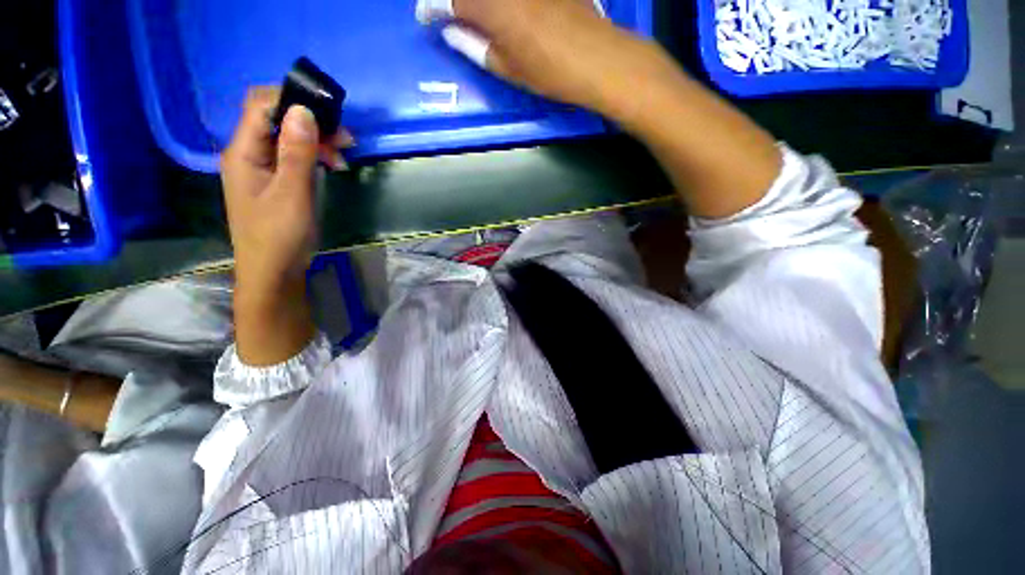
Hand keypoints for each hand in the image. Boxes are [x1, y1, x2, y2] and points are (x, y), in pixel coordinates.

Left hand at [220, 87, 351, 364]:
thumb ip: (297, 153)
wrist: (273, 273)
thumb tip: (303, 111)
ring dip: (316, 140)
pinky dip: (314, 156)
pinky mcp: (275, 182)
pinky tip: (332, 166)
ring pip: (287, 138)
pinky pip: (293, 157)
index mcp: (243, 152)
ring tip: (344, 155)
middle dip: (311, 122)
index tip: (329, 113)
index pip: (261, 105)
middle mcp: (249, 154)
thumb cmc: (279, 237)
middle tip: (345, 139)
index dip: (292, 100)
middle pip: (275, 119)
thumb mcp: (292, 194)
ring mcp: (262, 168)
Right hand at [417, 0, 664, 118]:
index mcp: (492, 7)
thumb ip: (475, 47)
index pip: (449, 0)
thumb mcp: (508, 68)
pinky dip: (501, 2)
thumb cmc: (549, 72)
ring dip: (475, 0)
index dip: (432, 7)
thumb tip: (451, 32)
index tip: (427, 18)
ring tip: (472, 12)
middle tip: (447, 12)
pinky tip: (502, 11)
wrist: (597, 58)